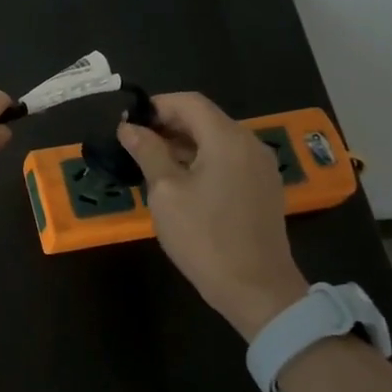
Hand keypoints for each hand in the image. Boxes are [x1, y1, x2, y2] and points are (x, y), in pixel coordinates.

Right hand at [118, 93, 309, 336]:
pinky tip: (180, 181)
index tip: (129, 122)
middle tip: (134, 143)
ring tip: (151, 162)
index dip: (156, 105)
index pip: (189, 102)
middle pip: (205, 118)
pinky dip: (203, 160)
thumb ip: (148, 152)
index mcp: (227, 139)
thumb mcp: (166, 192)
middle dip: (168, 124)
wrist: (255, 288)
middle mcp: (250, 144)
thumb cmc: (204, 237)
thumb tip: (128, 128)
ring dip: (184, 144)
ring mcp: (260, 167)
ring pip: (217, 140)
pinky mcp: (263, 188)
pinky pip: (229, 159)